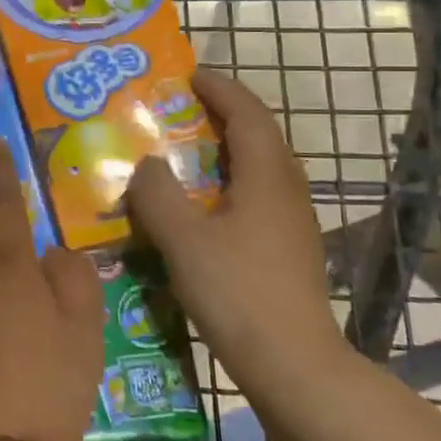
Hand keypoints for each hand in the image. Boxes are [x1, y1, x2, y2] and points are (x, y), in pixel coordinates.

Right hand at [126, 69, 347, 394]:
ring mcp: (293, 221)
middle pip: (258, 135)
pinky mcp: (289, 248)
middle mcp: (287, 190)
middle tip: (178, 110)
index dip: (219, 88)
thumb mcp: (182, 240)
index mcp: (267, 177)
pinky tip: (201, 206)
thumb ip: (157, 195)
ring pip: (259, 168)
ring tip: (183, 152)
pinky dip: (228, 182)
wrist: (293, 365)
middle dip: (221, 114)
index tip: (187, 75)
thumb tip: (146, 164)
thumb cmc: (237, 293)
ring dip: (225, 149)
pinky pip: (257, 195)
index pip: (247, 113)